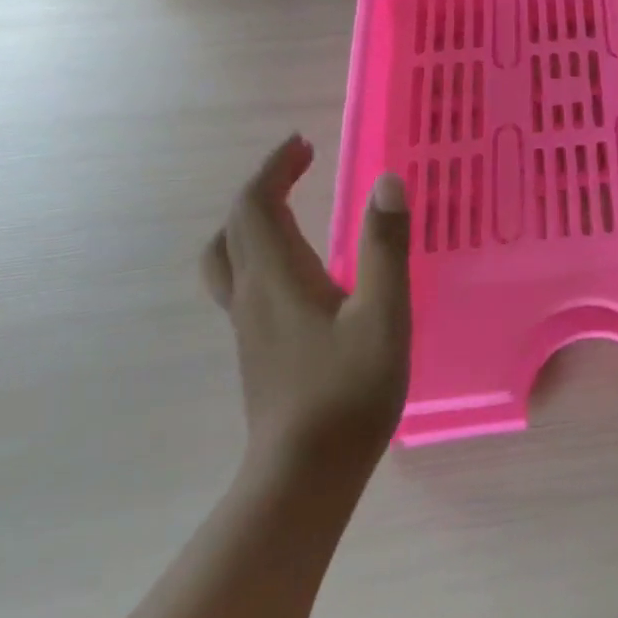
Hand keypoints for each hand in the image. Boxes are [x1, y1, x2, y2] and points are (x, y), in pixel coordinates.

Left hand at [204, 135, 410, 474]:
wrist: (305, 474)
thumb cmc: (350, 389)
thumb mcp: (384, 312)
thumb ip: (386, 245)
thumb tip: (387, 181)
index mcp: (277, 277)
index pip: (254, 206)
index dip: (274, 168)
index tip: (303, 143)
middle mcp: (252, 294)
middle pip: (235, 227)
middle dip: (264, 186)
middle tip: (302, 165)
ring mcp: (248, 324)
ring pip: (230, 256)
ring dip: (254, 219)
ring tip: (293, 206)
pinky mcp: (258, 347)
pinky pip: (244, 280)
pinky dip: (262, 250)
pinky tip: (300, 266)